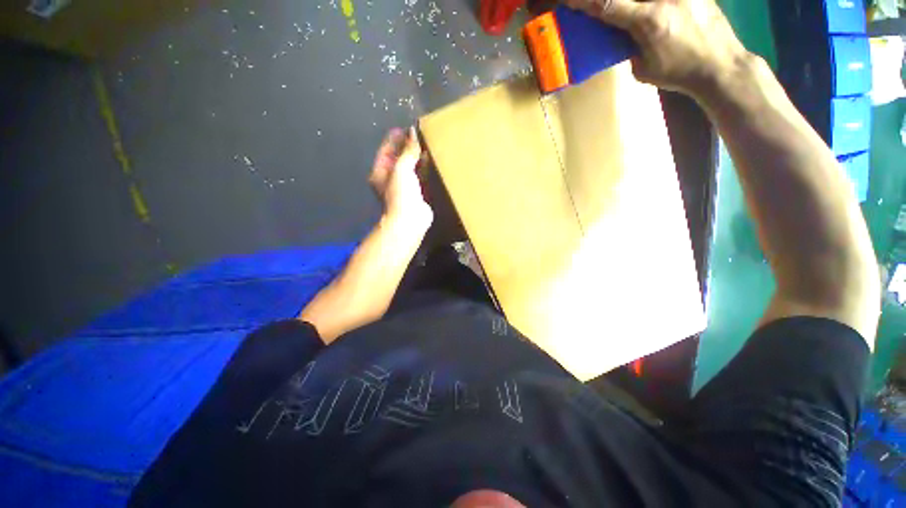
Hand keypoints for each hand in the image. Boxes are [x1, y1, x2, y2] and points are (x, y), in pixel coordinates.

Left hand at [369, 127, 432, 229]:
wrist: (410, 219)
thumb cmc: (400, 193)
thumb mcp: (401, 168)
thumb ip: (408, 151)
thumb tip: (413, 132)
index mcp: (380, 172)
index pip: (386, 150)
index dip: (394, 139)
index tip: (405, 128)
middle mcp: (390, 178)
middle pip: (398, 158)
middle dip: (406, 146)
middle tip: (417, 133)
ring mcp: (403, 186)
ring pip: (410, 167)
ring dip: (416, 156)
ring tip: (425, 143)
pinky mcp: (416, 193)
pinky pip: (419, 176)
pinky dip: (424, 168)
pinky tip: (431, 159)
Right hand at [562, 0, 752, 97]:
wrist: (721, 65)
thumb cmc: (679, 73)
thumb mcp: (644, 69)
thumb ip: (631, 48)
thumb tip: (625, 35)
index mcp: (648, 20)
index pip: (608, 5)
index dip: (585, 2)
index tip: (569, 1)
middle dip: (607, 1)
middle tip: (596, 5)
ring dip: (630, 5)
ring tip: (634, 20)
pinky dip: (651, 4)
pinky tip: (651, 10)